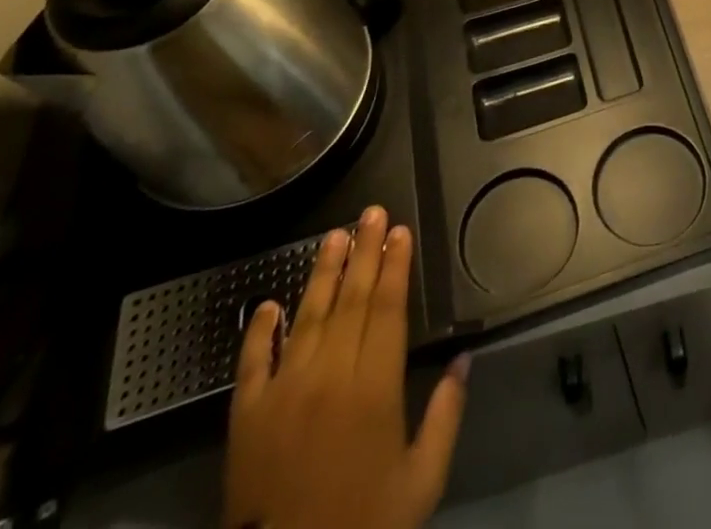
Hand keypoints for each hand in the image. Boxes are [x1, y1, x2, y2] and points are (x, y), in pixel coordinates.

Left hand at [223, 207, 468, 528]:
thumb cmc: (364, 523)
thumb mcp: (422, 480)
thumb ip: (446, 414)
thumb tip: (463, 358)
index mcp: (374, 387)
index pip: (387, 309)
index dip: (395, 266)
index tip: (400, 231)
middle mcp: (329, 376)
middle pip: (350, 300)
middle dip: (364, 252)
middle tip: (372, 212)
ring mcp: (283, 393)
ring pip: (307, 317)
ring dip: (322, 273)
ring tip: (334, 235)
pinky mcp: (246, 417)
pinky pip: (253, 362)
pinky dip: (259, 330)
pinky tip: (269, 303)